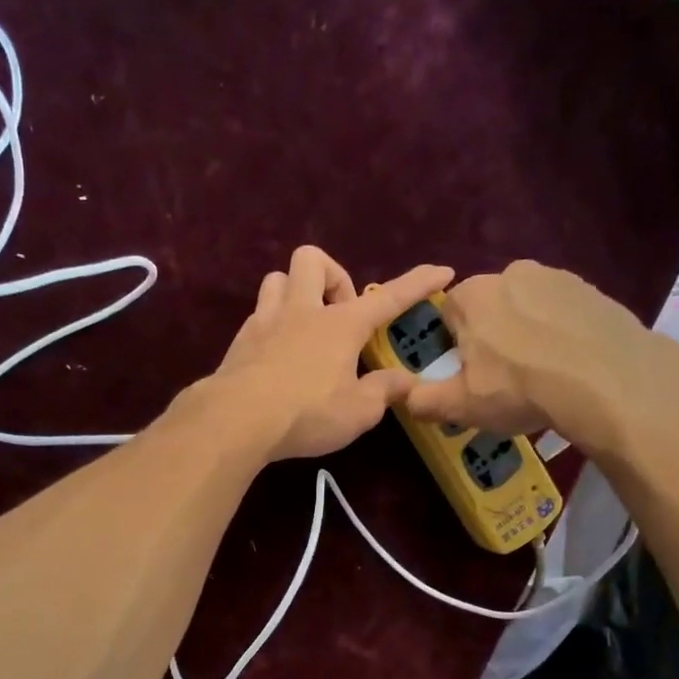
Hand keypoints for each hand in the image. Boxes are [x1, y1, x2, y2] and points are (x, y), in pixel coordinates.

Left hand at [206, 246, 453, 461]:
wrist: (236, 420)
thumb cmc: (306, 413)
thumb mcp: (358, 412)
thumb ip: (383, 392)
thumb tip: (406, 382)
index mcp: (340, 325)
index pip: (388, 297)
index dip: (418, 283)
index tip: (442, 270)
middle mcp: (302, 311)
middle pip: (313, 259)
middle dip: (332, 277)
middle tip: (339, 316)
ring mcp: (266, 321)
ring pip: (277, 278)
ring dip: (295, 292)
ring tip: (305, 326)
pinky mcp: (240, 341)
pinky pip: (258, 313)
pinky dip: (272, 324)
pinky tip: (277, 353)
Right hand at [403, 260, 678, 454]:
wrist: (607, 380)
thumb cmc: (520, 388)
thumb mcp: (462, 405)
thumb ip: (424, 400)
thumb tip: (403, 397)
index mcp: (473, 295)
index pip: (448, 314)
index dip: (454, 346)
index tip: (468, 374)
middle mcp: (512, 273)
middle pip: (489, 308)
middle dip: (492, 337)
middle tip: (505, 379)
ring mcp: (558, 277)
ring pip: (529, 308)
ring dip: (529, 334)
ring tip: (543, 375)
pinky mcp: (594, 290)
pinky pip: (565, 313)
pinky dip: (563, 333)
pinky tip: (573, 366)